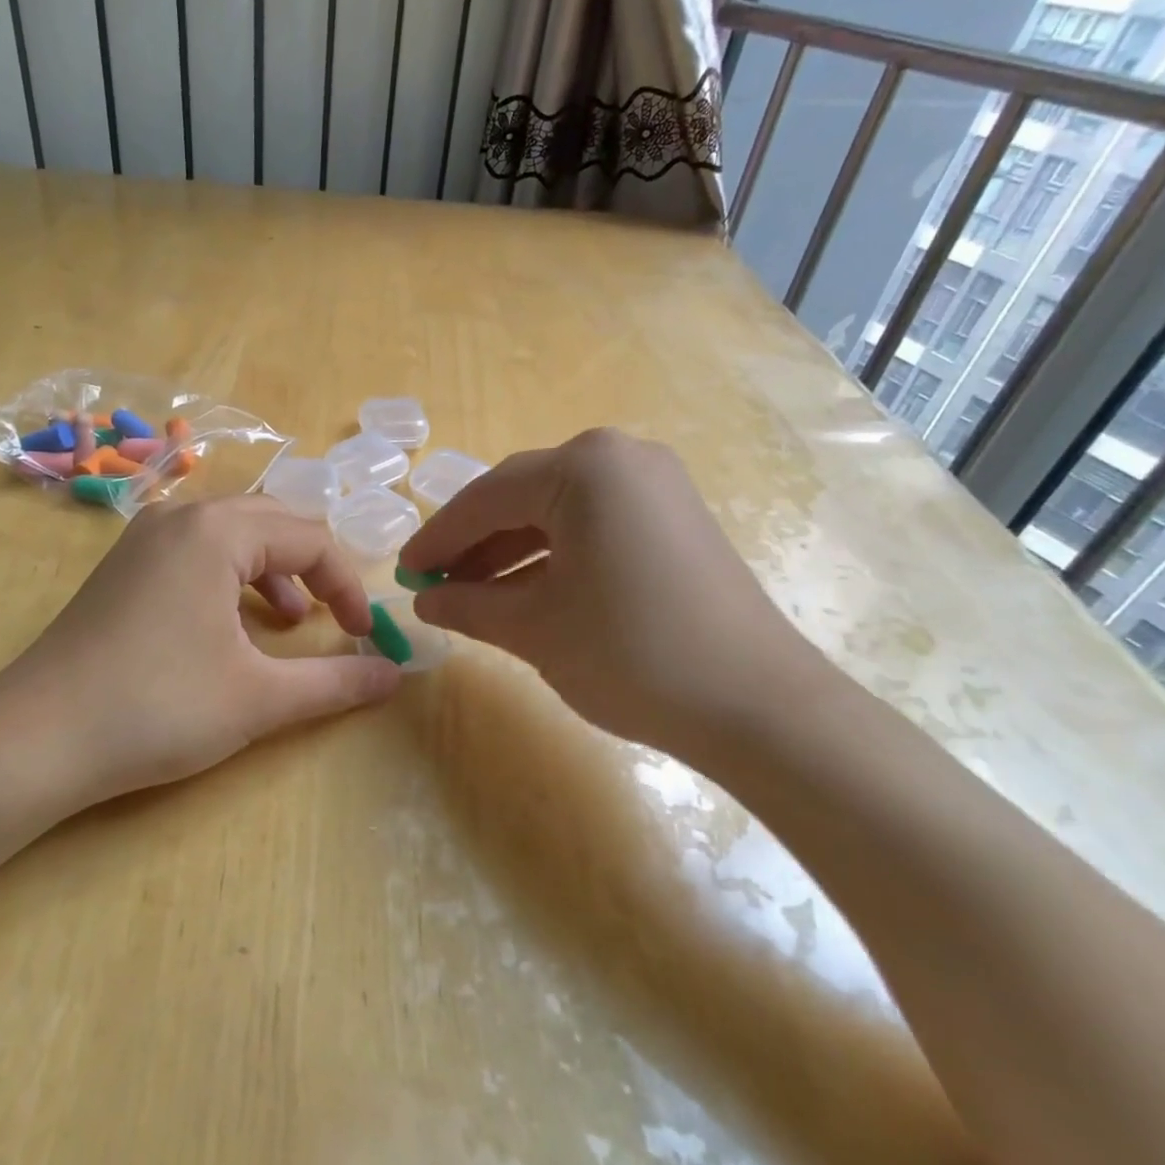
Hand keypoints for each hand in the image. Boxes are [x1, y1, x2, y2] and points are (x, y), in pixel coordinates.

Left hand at [0, 496, 400, 818]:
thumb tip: (394, 676)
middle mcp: (181, 517)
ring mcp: (145, 538)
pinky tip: (233, 625)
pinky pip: (198, 551)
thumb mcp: (259, 698)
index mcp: (218, 531)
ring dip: (274, 570)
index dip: (348, 586)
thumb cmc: (157, 709)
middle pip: (274, 522)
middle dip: (314, 568)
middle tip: (334, 616)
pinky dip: (232, 577)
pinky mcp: (125, 566)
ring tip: (289, 622)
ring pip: (234, 534)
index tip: (364, 636)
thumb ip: (335, 682)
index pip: (311, 539)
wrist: (36, 739)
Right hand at [398, 428, 833, 763]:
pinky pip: (594, 523)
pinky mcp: (675, 516)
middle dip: (473, 543)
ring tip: (472, 593)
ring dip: (511, 551)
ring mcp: (655, 484)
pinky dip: (554, 554)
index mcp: (583, 468)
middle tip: (434, 584)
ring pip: (558, 511)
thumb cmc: (632, 654)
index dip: (437, 538)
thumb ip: (468, 605)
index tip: (403, 573)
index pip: (486, 498)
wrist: (760, 707)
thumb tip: (424, 602)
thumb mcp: (534, 629)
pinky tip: (527, 590)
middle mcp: (621, 457)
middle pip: (522, 496)